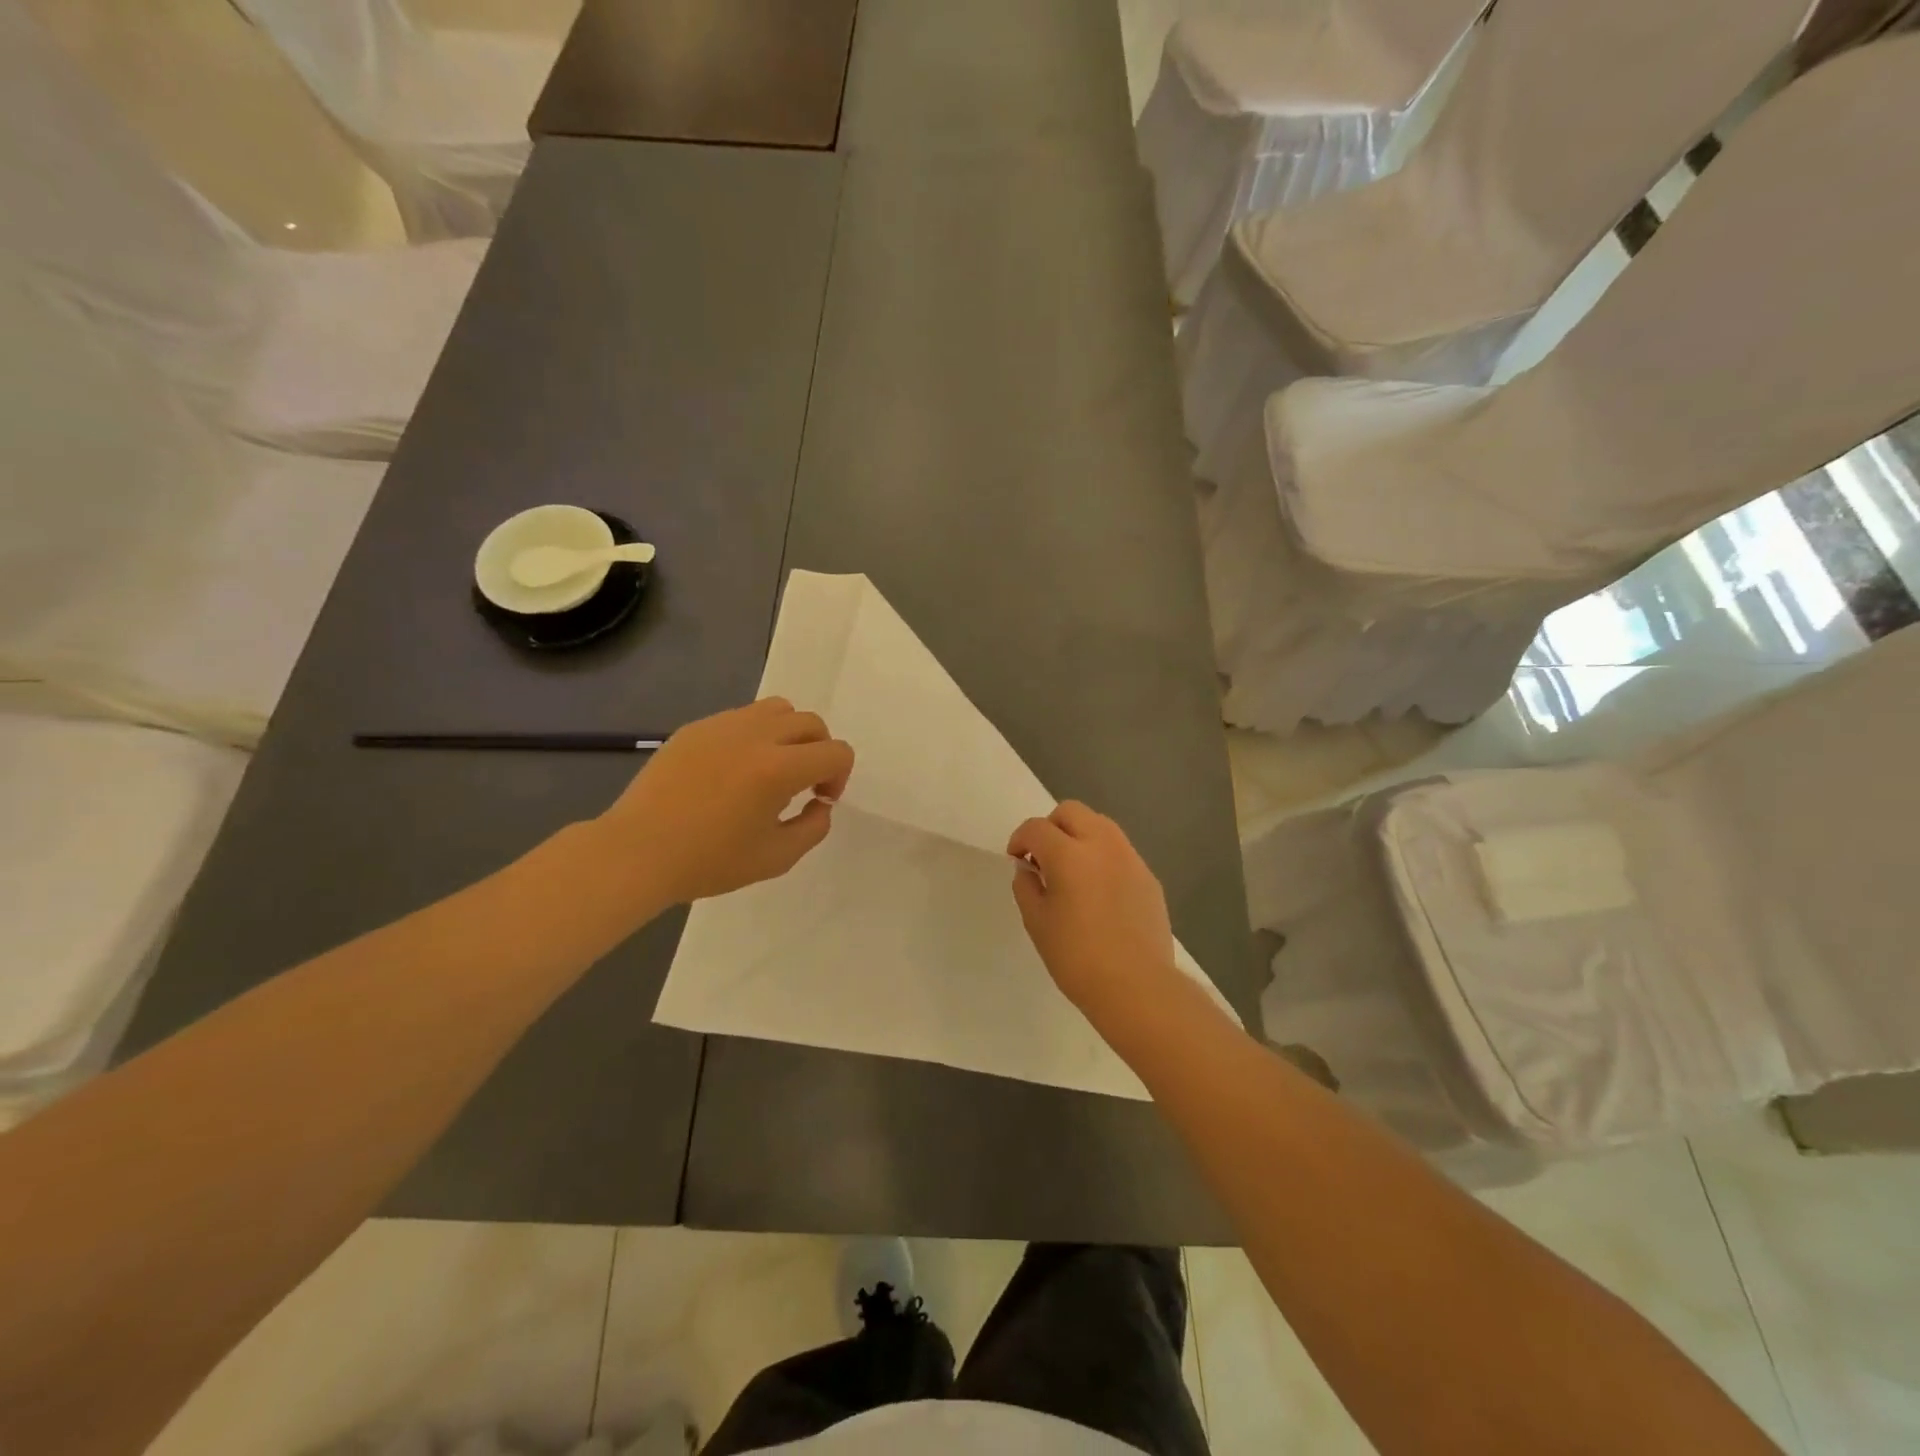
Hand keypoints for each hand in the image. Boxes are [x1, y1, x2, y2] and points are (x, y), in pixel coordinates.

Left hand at [596, 698, 853, 905]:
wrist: (637, 852)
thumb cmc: (708, 861)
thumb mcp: (776, 859)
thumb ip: (813, 827)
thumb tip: (819, 803)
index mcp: (778, 769)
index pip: (835, 752)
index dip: (839, 777)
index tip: (818, 800)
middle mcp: (755, 736)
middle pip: (811, 723)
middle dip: (819, 752)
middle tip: (802, 784)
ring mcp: (722, 726)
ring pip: (777, 709)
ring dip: (788, 735)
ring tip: (771, 767)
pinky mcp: (696, 728)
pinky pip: (741, 717)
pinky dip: (754, 735)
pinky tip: (733, 770)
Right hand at [1007, 802, 1183, 1024]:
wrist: (1137, 986)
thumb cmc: (1077, 957)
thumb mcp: (1037, 923)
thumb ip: (1026, 886)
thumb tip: (1029, 869)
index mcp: (1070, 854)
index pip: (1037, 828)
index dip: (1020, 839)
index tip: (1017, 859)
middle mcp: (1102, 845)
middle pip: (1072, 812)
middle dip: (1051, 827)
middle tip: (1043, 857)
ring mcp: (1130, 858)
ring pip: (1100, 825)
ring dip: (1079, 836)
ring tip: (1071, 870)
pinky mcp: (1148, 877)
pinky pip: (1120, 851)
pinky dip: (1102, 857)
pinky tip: (1098, 891)